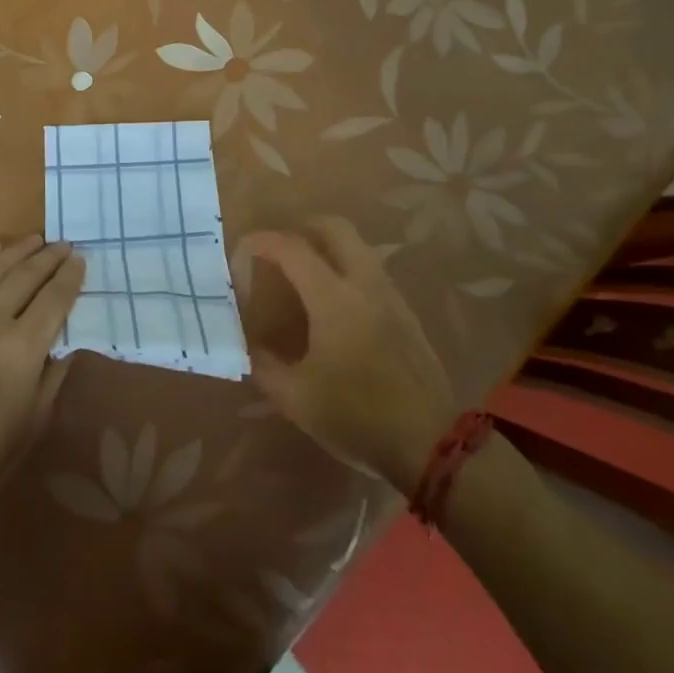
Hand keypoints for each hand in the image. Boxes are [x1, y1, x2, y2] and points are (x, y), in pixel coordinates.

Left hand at [0, 235, 84, 533]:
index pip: (54, 299)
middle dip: (47, 257)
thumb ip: (51, 378)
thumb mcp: (31, 426)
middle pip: (24, 276)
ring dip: (15, 251)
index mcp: (22, 348)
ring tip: (33, 239)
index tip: (80, 260)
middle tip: (63, 244)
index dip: (70, 277)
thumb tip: (62, 347)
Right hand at [238, 216, 457, 493]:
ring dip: (329, 248)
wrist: (431, 444)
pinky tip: (336, 307)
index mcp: (333, 297)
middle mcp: (364, 284)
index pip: (292, 248)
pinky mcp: (407, 315)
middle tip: (280, 248)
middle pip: (335, 228)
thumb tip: (249, 345)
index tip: (242, 250)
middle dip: (303, 227)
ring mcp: (391, 297)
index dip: (263, 241)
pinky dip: (347, 271)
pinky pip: (371, 273)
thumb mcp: (296, 398)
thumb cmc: (357, 415)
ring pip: (358, 248)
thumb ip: (264, 365)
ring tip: (304, 276)